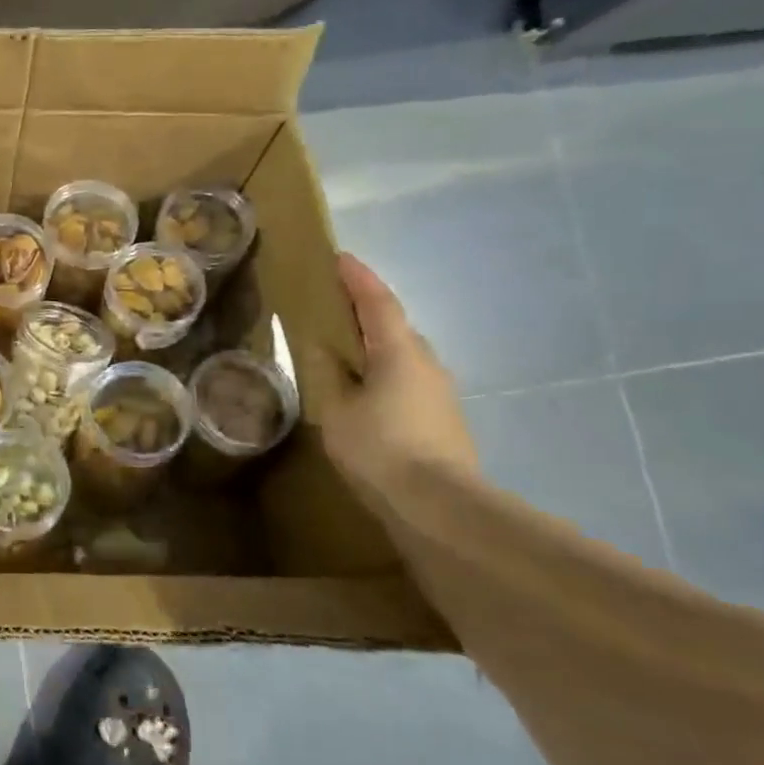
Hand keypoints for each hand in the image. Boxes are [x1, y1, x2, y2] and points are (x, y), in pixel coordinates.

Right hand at [321, 253, 476, 501]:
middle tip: (333, 307)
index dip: (358, 278)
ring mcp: (439, 393)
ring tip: (343, 351)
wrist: (440, 507)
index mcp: (398, 351)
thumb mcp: (336, 409)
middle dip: (366, 311)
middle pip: (394, 326)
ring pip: (401, 356)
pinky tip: (364, 392)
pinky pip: (406, 380)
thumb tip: (322, 350)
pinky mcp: (442, 420)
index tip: (340, 257)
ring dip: (375, 346)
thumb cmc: (381, 448)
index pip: (377, 302)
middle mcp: (426, 363)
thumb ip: (327, 374)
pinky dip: (382, 373)